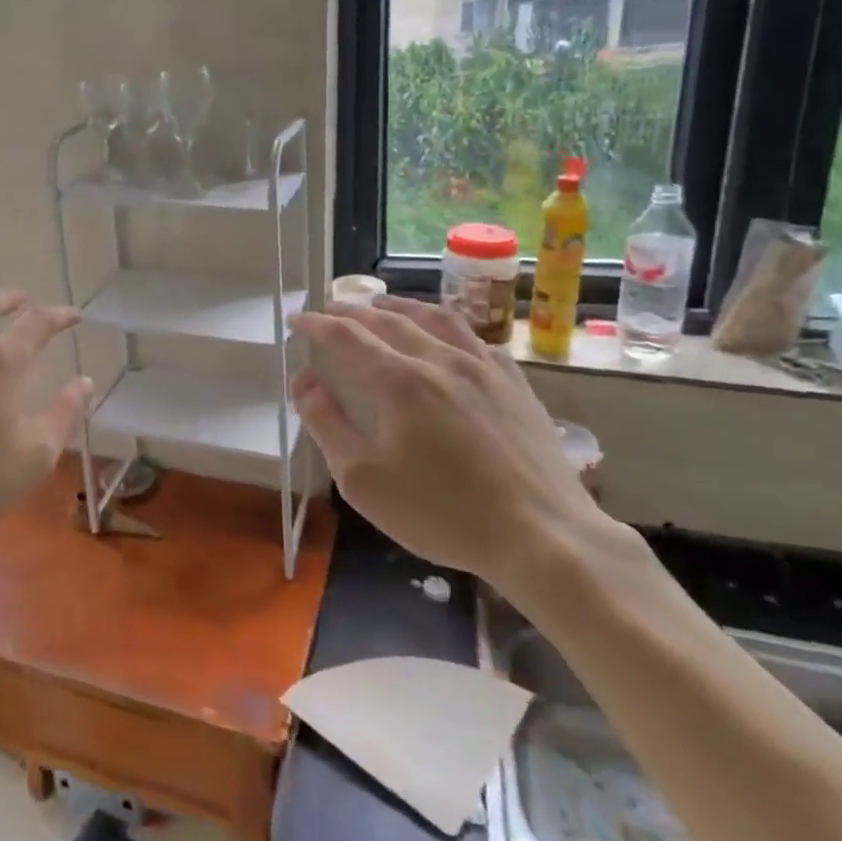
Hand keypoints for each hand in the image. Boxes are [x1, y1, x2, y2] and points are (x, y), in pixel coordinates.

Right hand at [290, 296, 606, 590]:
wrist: (543, 536)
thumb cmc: (442, 513)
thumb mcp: (363, 480)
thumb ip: (326, 424)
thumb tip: (305, 382)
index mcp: (399, 381)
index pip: (347, 336)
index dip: (317, 324)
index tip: (297, 319)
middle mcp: (440, 359)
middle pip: (389, 320)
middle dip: (353, 311)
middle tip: (332, 308)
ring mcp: (484, 368)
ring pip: (437, 318)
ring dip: (401, 306)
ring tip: (383, 304)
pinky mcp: (516, 384)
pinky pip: (476, 339)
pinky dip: (448, 328)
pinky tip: (448, 338)